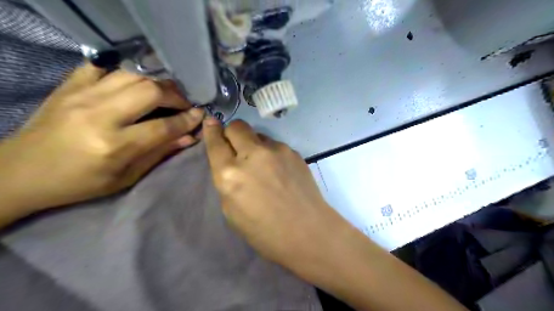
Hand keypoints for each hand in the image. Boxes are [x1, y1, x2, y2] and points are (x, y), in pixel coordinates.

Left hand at [0, 63, 204, 212]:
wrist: (21, 172)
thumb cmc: (80, 183)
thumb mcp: (127, 177)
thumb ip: (160, 153)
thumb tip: (190, 136)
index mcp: (114, 145)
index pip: (164, 126)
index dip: (187, 119)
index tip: (200, 114)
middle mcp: (99, 115)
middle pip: (151, 91)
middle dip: (176, 96)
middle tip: (184, 104)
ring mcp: (81, 95)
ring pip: (132, 75)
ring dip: (156, 83)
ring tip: (164, 95)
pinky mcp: (68, 85)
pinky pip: (103, 66)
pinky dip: (124, 72)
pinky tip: (133, 84)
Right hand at [203, 119, 344, 269]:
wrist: (307, 231)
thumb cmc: (265, 232)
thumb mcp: (231, 211)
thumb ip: (227, 181)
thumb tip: (231, 162)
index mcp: (230, 174)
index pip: (215, 142)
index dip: (211, 130)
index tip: (210, 121)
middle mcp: (252, 155)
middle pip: (237, 126)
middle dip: (232, 133)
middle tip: (237, 147)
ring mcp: (276, 150)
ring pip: (258, 135)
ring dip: (254, 145)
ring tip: (264, 166)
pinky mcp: (293, 152)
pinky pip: (275, 146)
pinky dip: (271, 153)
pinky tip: (280, 171)